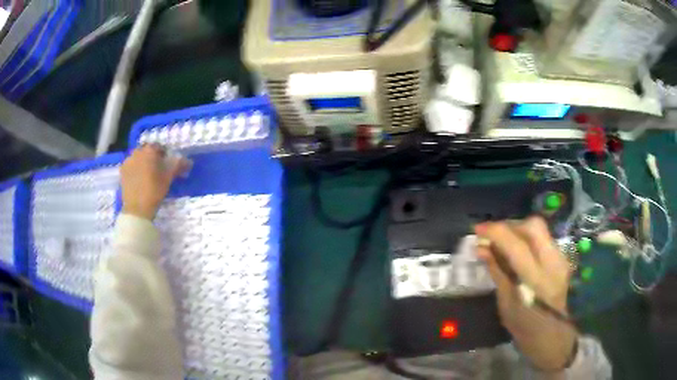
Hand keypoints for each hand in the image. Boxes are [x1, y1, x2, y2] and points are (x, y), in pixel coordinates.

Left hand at [120, 145, 187, 219]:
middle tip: (157, 170)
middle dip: (152, 157)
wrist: (137, 208)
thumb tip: (188, 161)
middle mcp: (137, 151)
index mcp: (149, 150)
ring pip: (138, 157)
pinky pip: (131, 165)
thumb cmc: (154, 191)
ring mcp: (128, 161)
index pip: (159, 147)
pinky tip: (138, 180)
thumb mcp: (168, 178)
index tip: (167, 164)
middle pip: (147, 151)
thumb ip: (178, 165)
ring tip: (147, 175)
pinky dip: (135, 169)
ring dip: (143, 162)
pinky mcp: (122, 171)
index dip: (164, 155)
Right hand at [474, 217, 576, 371]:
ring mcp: (561, 258)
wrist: (553, 335)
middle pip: (533, 226)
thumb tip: (481, 248)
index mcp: (537, 281)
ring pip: (539, 229)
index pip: (516, 244)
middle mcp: (553, 263)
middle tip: (493, 235)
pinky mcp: (562, 257)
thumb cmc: (525, 328)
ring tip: (502, 241)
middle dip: (510, 225)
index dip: (495, 231)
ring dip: (517, 230)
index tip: (477, 230)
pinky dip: (526, 237)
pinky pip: (542, 238)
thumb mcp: (506, 303)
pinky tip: (516, 250)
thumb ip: (497, 271)